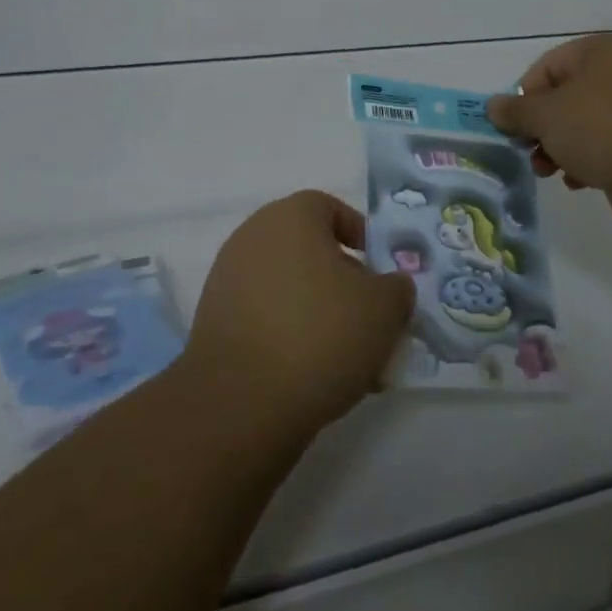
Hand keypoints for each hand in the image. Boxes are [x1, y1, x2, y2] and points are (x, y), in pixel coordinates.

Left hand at [184, 191, 415, 435]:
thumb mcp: (384, 308)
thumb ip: (397, 288)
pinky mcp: (214, 324)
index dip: (360, 235)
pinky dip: (291, 338)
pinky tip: (316, 377)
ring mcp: (228, 281)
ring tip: (352, 360)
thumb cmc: (320, 334)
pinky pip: (266, 319)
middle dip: (345, 283)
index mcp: (289, 217)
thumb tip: (390, 287)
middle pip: (310, 251)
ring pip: (290, 290)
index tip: (381, 270)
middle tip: (372, 321)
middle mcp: (252, 237)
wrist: (240, 402)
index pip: (329, 208)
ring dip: (321, 315)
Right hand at [486, 34, 611, 228]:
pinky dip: (587, 160)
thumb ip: (514, 110)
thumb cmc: (600, 129)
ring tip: (550, 171)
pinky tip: (579, 181)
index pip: (545, 68)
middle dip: (541, 128)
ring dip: (559, 148)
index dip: (523, 98)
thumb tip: (492, 107)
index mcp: (599, 52)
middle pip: (564, 97)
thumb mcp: (545, 116)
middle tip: (528, 151)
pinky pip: (606, 145)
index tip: (513, 127)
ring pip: (583, 124)